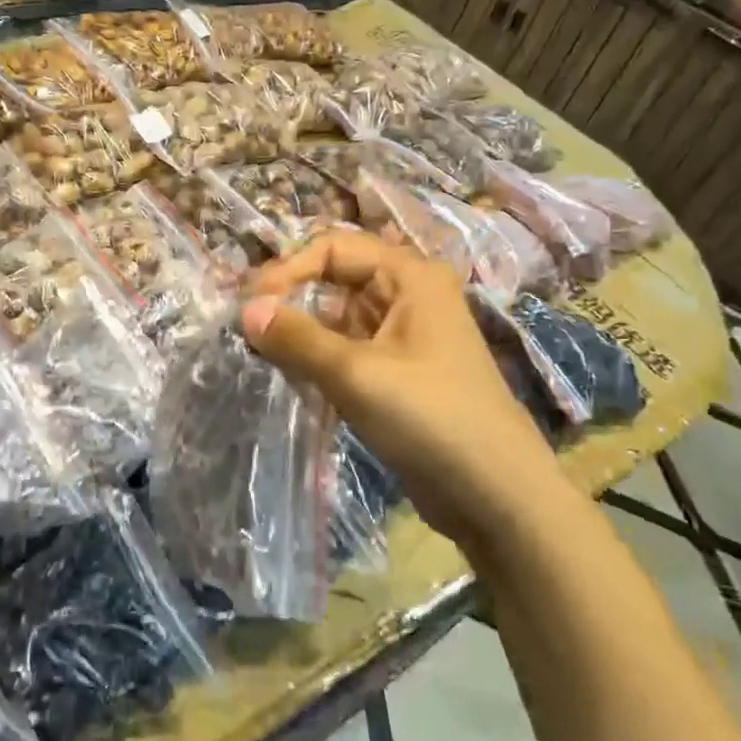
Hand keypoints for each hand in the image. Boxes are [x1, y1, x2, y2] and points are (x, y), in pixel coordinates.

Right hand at [241, 230, 563, 545]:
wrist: (493, 492)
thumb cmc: (429, 417)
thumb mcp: (356, 373)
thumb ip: (297, 338)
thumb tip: (246, 310)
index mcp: (410, 276)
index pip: (334, 248)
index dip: (288, 269)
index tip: (250, 305)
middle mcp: (409, 295)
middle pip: (336, 279)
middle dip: (292, 298)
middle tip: (248, 328)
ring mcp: (405, 335)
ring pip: (339, 317)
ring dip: (302, 332)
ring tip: (262, 354)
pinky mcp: (399, 372)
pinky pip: (348, 349)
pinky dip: (319, 358)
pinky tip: (291, 377)